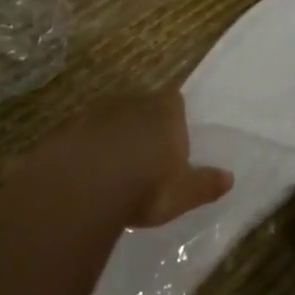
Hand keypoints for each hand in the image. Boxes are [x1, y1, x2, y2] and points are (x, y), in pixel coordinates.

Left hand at [12, 91, 232, 227]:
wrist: (80, 186)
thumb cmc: (145, 187)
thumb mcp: (182, 194)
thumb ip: (205, 185)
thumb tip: (229, 178)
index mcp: (164, 114)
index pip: (174, 100)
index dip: (174, 113)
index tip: (174, 130)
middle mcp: (131, 104)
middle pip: (140, 106)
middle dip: (142, 123)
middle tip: (145, 150)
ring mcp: (94, 114)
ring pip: (108, 119)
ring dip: (111, 135)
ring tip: (113, 165)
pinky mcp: (65, 131)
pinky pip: (80, 137)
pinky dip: (84, 149)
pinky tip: (83, 173)